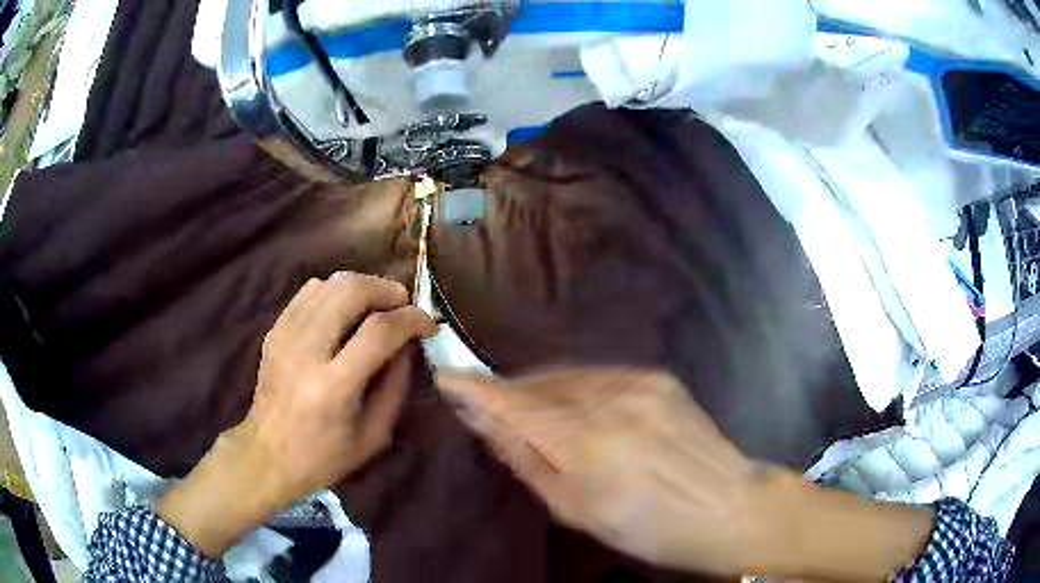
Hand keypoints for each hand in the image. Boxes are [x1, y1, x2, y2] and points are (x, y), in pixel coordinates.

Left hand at [236, 272, 436, 500]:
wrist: (268, 456)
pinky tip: (345, 310)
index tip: (429, 324)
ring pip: (328, 284)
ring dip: (362, 286)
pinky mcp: (274, 331)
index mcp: (333, 387)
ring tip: (378, 305)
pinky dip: (334, 291)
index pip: (379, 331)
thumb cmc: (325, 456)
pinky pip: (308, 292)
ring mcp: (285, 336)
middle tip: (403, 305)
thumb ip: (396, 386)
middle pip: (349, 291)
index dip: (412, 319)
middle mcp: (306, 352)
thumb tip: (408, 343)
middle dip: (386, 290)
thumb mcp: (374, 435)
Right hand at [435, 368, 761, 575]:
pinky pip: (600, 376)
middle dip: (511, 393)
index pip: (515, 404)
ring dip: (544, 390)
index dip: (477, 390)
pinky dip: (578, 388)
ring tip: (536, 414)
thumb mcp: (578, 510)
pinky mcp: (658, 378)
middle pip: (540, 383)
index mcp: (587, 443)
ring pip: (569, 376)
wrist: (728, 507)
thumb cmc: (649, 528)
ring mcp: (639, 382)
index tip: (448, 377)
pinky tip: (580, 410)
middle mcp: (611, 400)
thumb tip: (488, 424)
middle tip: (493, 410)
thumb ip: (529, 462)